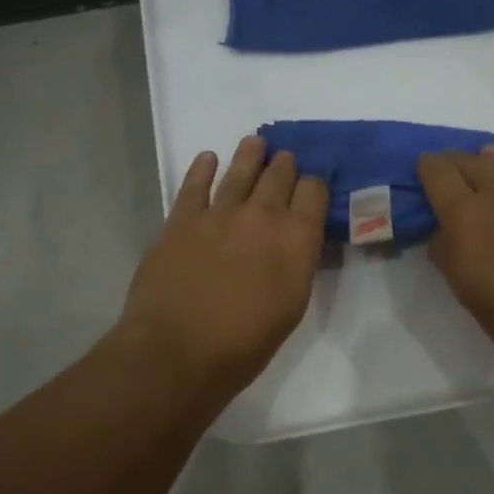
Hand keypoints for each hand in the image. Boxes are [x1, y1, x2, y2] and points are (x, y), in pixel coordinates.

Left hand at [118, 135, 327, 397]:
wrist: (178, 350)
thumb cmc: (244, 344)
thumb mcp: (291, 306)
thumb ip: (297, 264)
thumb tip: (297, 241)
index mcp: (296, 238)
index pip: (314, 192)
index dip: (314, 185)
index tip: (311, 188)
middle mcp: (262, 215)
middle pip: (280, 175)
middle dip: (285, 166)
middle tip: (285, 161)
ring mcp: (219, 213)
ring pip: (240, 170)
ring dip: (251, 154)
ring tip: (255, 143)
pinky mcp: (181, 219)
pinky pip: (195, 184)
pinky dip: (203, 167)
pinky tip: (208, 158)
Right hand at [417, 146, 493, 386]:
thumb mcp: (471, 298)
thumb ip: (450, 257)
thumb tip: (444, 233)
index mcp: (467, 219)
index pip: (438, 174)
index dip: (427, 168)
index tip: (424, 171)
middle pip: (470, 162)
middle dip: (456, 163)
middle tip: (452, 173)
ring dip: (491, 162)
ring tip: (486, 162)